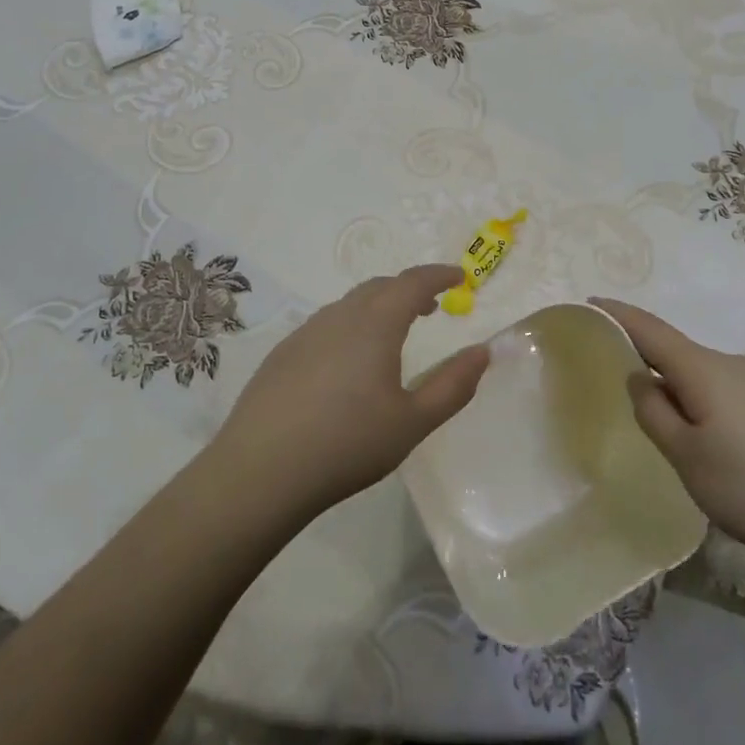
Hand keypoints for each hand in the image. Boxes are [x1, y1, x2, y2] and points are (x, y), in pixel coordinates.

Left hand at [212, 264, 488, 519]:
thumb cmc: (347, 444)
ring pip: (349, 304)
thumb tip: (483, 351)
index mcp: (374, 324)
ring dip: (378, 306)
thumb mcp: (413, 422)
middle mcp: (339, 317)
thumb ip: (453, 385)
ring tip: (393, 333)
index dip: (438, 275)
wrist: (262, 470)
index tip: (459, 276)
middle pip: (379, 287)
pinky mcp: (283, 353)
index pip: (412, 282)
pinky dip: (350, 325)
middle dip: (408, 289)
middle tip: (430, 306)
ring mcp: (305, 332)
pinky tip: (348, 362)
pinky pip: (326, 324)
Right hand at [592, 298, 744, 567]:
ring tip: (650, 415)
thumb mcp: (687, 456)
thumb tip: (639, 379)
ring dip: (670, 385)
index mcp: (702, 369)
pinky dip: (694, 400)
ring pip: (697, 375)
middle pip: (673, 350)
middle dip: (641, 355)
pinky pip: (718, 391)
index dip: (617, 314)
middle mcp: (729, 365)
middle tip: (607, 372)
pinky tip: (696, 436)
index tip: (589, 302)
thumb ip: (654, 413)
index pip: (649, 329)